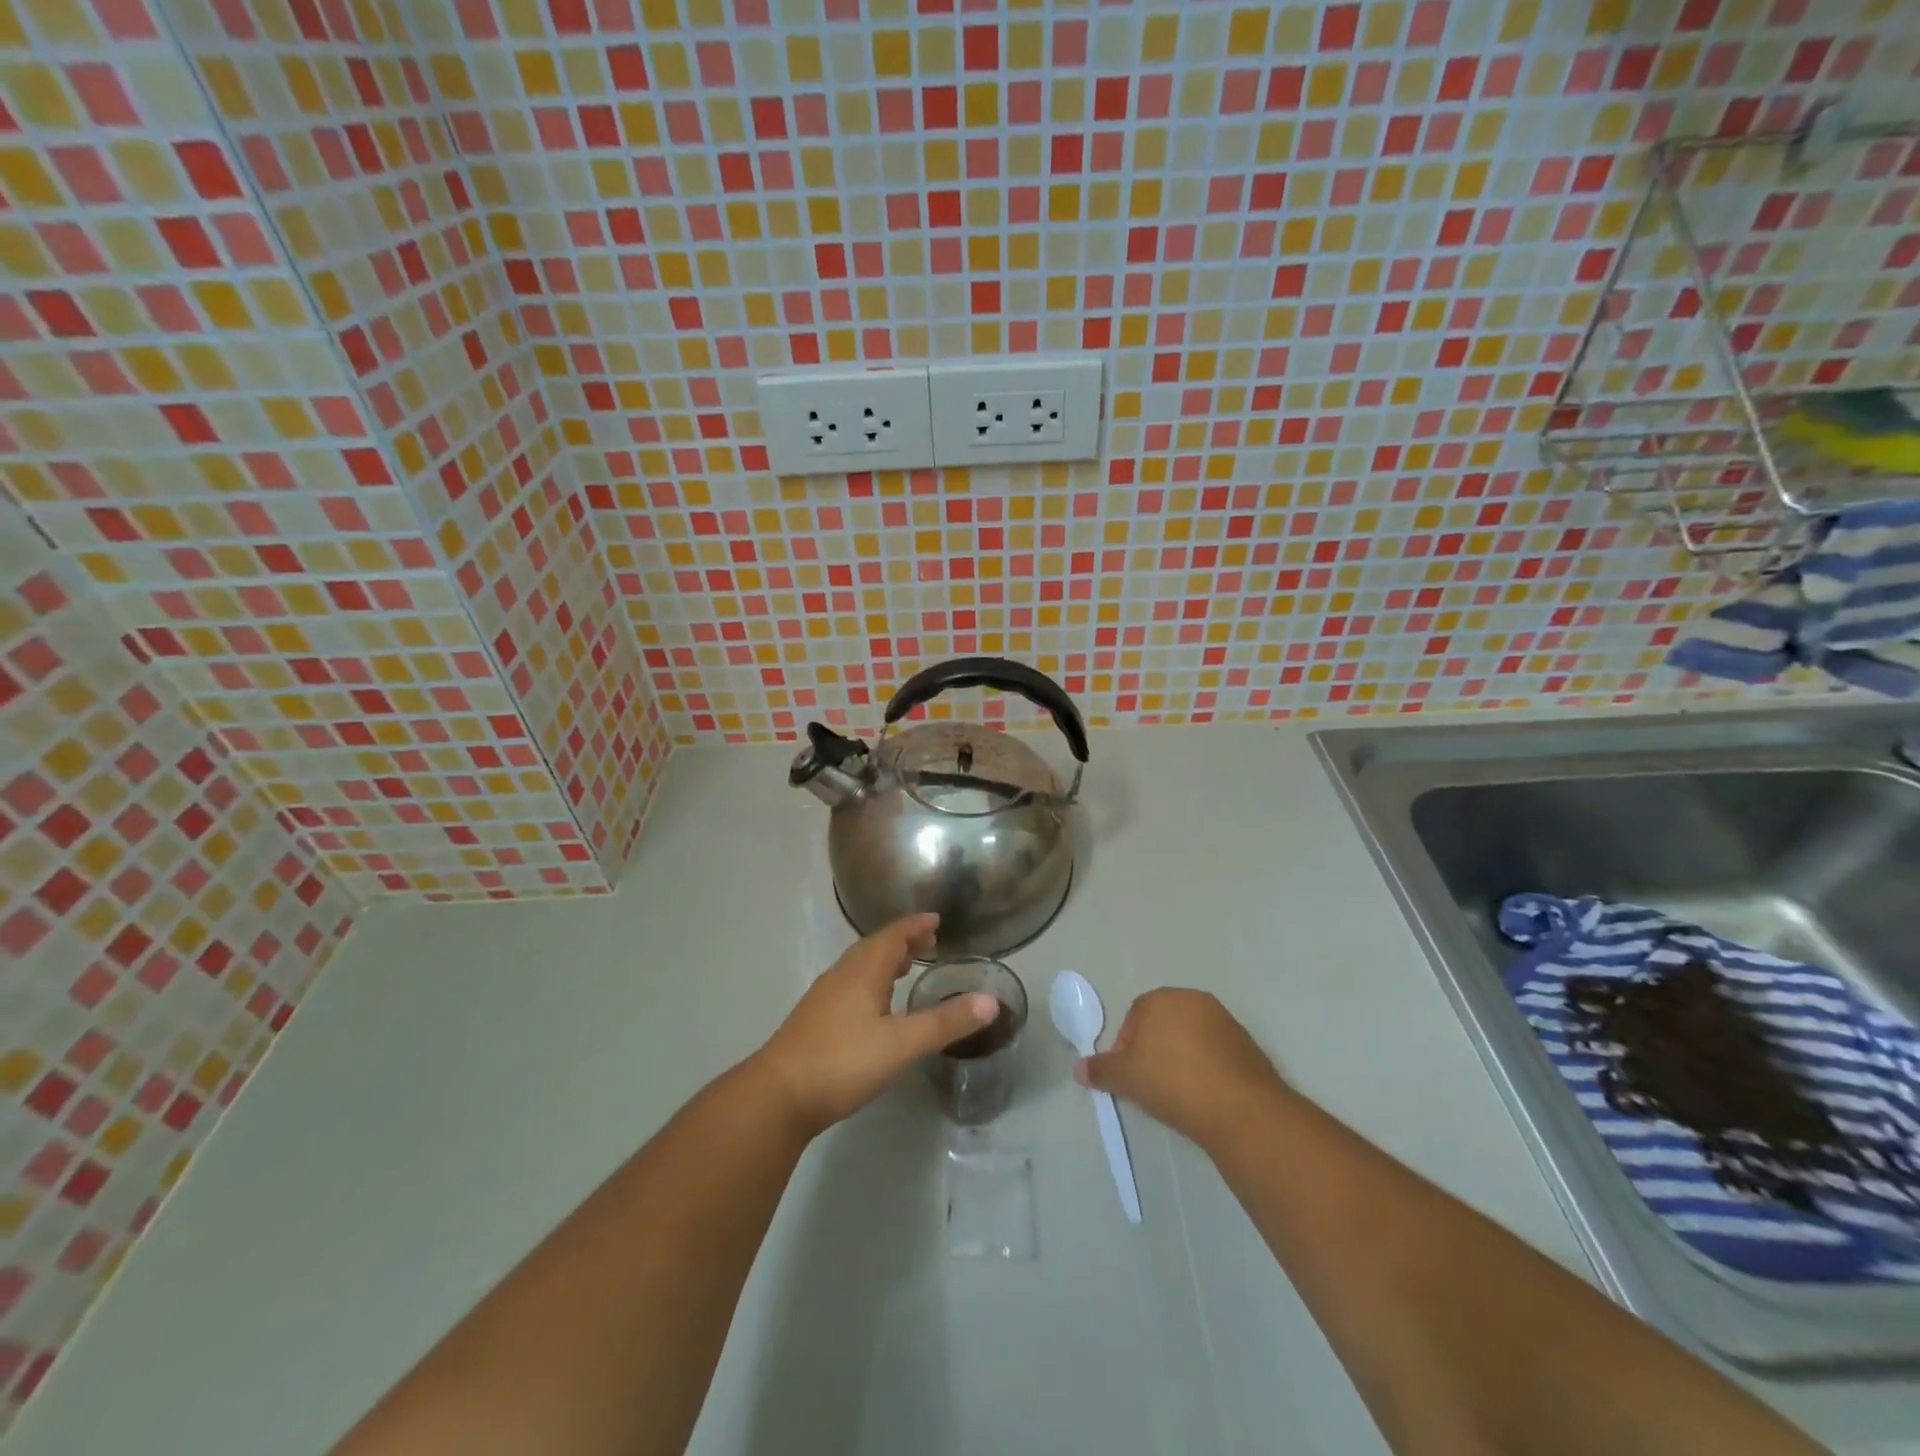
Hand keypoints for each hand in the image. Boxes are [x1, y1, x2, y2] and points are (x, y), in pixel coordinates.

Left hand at [751, 914, 997, 1136]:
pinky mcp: (815, 1020)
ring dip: (885, 961)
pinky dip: (871, 982)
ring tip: (907, 968)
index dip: (915, 926)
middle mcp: (842, 975)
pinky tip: (875, 1006)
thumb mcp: (902, 1043)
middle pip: (875, 947)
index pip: (893, 935)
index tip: (936, 920)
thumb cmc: (843, 1060)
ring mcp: (824, 997)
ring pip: (860, 967)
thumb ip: (945, 1022)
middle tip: (929, 942)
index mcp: (863, 970)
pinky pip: (850, 985)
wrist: (778, 1095)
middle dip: (903, 941)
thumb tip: (991, 1001)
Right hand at [1076, 989, 1288, 1148]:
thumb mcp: (1127, 1078)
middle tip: (1151, 1085)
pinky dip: (1206, 1068)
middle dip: (1154, 1051)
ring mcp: (1224, 1020)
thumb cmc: (1173, 1082)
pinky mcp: (1247, 1044)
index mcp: (1162, 999)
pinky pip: (1215, 1053)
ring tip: (1179, 1094)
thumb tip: (1079, 1069)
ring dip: (1180, 1059)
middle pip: (1163, 1024)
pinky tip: (1204, 1095)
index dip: (1126, 1049)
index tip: (1130, 1077)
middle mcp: (1193, 1000)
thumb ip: (1101, 1070)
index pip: (1134, 1018)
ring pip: (1190, 1038)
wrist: (1240, 1109)